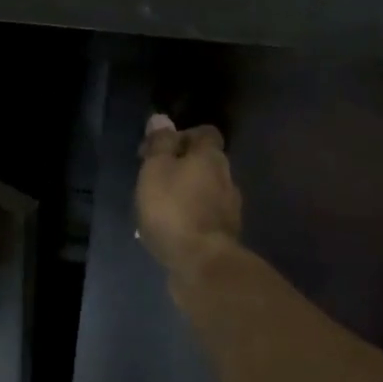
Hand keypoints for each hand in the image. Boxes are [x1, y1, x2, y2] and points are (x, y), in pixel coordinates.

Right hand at [137, 114, 242, 276]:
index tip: (158, 149)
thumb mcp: (156, 170)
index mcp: (211, 157)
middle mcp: (227, 178)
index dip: (182, 135)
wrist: (201, 263)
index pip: (205, 133)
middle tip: (153, 179)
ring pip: (205, 190)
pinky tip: (170, 229)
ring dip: (185, 192)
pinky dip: (189, 216)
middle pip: (205, 162)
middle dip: (181, 166)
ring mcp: (229, 208)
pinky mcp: (224, 234)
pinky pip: (204, 215)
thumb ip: (159, 144)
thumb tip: (161, 118)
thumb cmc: (173, 209)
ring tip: (158, 207)